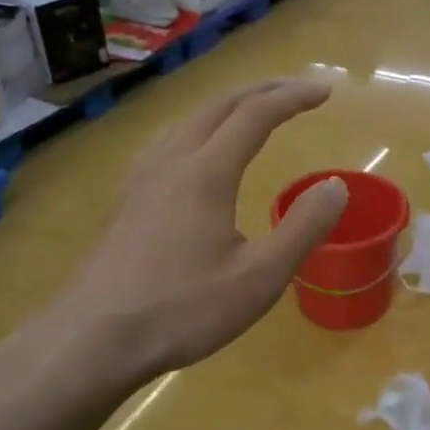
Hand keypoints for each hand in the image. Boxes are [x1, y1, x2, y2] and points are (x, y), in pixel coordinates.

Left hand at [65, 79, 347, 381]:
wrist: (93, 339)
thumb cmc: (182, 310)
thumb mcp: (259, 277)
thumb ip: (302, 228)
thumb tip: (335, 186)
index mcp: (206, 172)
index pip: (256, 114)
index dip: (293, 97)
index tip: (325, 91)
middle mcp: (171, 162)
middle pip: (218, 106)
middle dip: (262, 90)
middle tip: (297, 90)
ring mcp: (142, 179)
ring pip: (187, 120)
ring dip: (227, 105)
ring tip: (251, 110)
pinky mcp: (127, 200)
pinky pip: (167, 141)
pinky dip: (197, 127)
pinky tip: (193, 149)